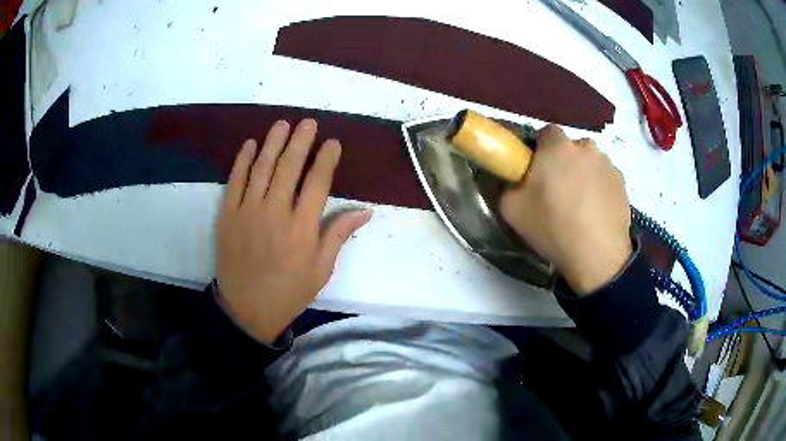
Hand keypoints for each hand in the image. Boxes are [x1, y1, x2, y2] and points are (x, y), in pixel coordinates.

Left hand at [216, 119, 371, 342]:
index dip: (326, 159)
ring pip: (262, 168)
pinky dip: (243, 161)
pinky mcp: (227, 215)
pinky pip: (235, 181)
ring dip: (273, 143)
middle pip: (289, 167)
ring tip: (282, 124)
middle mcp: (275, 213)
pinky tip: (251, 144)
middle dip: (301, 141)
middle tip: (308, 123)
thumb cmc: (289, 291)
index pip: (317, 183)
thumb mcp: (321, 269)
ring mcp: (247, 212)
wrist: (247, 308)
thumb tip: (366, 211)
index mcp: (302, 228)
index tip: (333, 143)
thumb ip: (338, 235)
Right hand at [500, 125, 631, 294]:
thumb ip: (509, 186)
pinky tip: (596, 213)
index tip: (538, 172)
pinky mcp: (622, 182)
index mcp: (556, 147)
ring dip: (583, 175)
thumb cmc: (553, 227)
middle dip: (564, 162)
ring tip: (580, 206)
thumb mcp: (511, 210)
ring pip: (590, 162)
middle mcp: (585, 147)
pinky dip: (599, 189)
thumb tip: (516, 181)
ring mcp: (607, 164)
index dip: (540, 151)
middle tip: (558, 191)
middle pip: (570, 148)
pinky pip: (605, 178)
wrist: (597, 255)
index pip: (546, 133)